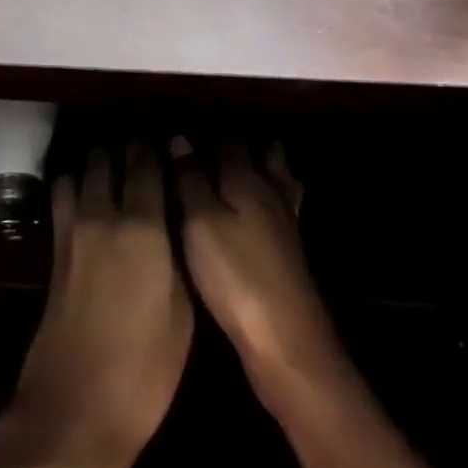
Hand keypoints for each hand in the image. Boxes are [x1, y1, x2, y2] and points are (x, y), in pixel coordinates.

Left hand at [0, 144, 192, 467]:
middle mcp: (101, 214)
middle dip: (125, 149)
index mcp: (142, 226)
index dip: (157, 147)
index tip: (171, 142)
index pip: (146, 162)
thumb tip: (178, 219)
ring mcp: (71, 229)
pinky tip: (88, 200)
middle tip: (145, 155)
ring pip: (79, 170)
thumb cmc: (144, 370)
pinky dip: (75, 185)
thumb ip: (179, 254)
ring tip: (116, 172)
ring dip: (96, 163)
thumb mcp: (183, 313)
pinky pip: (63, 195)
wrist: (74, 409)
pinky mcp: (53, 249)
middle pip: (107, 157)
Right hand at [173, 138, 341, 397]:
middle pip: (261, 153)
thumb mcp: (199, 223)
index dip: (204, 130)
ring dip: (263, 162)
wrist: (287, 343)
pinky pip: (280, 205)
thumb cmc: (235, 276)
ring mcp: (285, 223)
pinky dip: (272, 194)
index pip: (226, 139)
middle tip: (209, 135)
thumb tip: (179, 138)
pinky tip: (262, 206)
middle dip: (239, 140)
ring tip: (242, 157)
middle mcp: (270, 193)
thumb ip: (189, 179)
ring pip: (277, 178)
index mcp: (246, 179)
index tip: (180, 124)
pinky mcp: (288, 252)